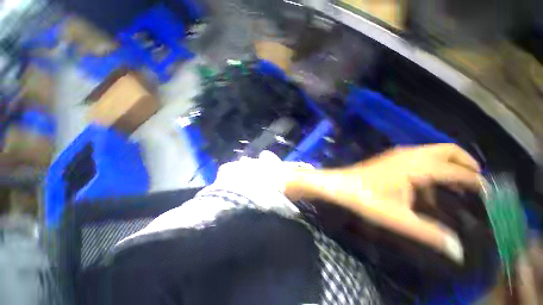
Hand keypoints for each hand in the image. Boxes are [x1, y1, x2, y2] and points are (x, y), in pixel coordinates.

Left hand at [287, 144, 482, 262]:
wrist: (339, 184)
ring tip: (457, 183)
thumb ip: (429, 233)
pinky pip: (419, 156)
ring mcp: (398, 153)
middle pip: (447, 150)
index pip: (456, 171)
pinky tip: (428, 183)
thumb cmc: (365, 199)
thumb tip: (457, 250)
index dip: (475, 181)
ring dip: (449, 162)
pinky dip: (432, 164)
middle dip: (466, 162)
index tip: (489, 192)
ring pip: (433, 151)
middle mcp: (410, 155)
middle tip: (477, 181)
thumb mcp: (398, 218)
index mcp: (417, 167)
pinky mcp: (389, 157)